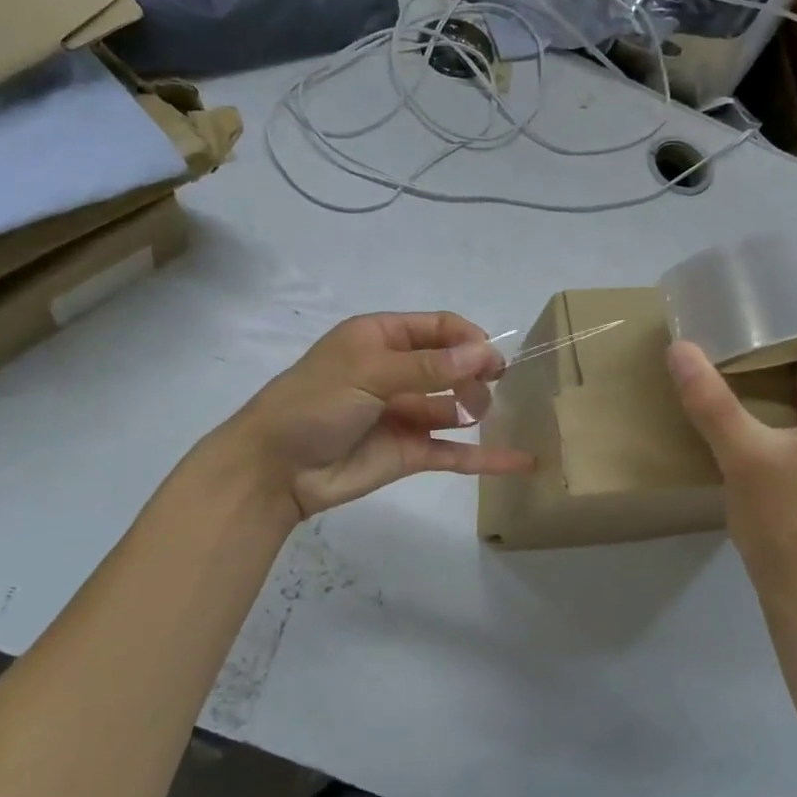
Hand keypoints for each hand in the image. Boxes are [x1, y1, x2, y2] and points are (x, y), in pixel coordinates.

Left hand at [221, 311, 534, 525]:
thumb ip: (428, 367)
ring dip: (478, 407)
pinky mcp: (411, 453)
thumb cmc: (315, 404)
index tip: (493, 359)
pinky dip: (486, 457)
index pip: (438, 328)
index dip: (468, 339)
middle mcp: (397, 372)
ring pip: (456, 406)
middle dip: (476, 372)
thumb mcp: (368, 373)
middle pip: (452, 365)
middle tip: (491, 388)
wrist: (275, 468)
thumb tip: (484, 354)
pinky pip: (455, 452)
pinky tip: (521, 459)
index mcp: (381, 339)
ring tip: (486, 414)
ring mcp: (405, 414)